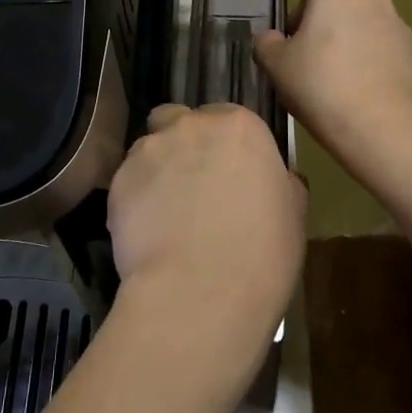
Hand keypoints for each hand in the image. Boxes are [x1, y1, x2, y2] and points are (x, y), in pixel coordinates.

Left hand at [107, 103, 305, 345]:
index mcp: (239, 127)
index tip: (230, 174)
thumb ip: (280, 182)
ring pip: (148, 149)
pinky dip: (135, 200)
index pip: (227, 119)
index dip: (225, 147)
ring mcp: (149, 151)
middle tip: (193, 185)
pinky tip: (147, 233)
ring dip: (157, 170)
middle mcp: (190, 126)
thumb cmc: (262, 253)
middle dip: (183, 144)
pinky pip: (127, 183)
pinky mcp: (118, 182)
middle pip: (178, 121)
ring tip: (165, 214)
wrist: (200, 293)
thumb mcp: (293, 213)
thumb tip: (275, 178)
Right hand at [254, 0, 411, 159]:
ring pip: (364, 34)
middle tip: (314, 73)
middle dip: (327, 36)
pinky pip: (384, 56)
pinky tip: (364, 99)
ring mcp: (399, 25)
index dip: (299, 24)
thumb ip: (266, 44)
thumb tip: (272, 39)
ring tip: (340, 90)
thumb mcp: (275, 66)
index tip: (294, 55)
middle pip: (339, 13)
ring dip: (352, 52)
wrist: (384, 125)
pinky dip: (373, 69)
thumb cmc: (321, 85)